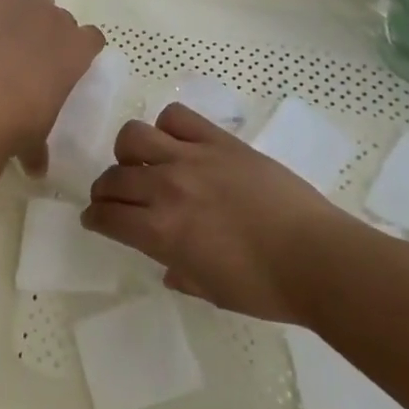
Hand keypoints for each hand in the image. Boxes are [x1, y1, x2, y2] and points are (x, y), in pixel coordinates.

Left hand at [0, 0, 104, 163]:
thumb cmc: (14, 127)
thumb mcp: (34, 140)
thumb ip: (39, 146)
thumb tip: (37, 169)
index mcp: (76, 51)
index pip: (90, 39)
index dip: (77, 48)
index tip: (64, 63)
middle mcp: (54, 19)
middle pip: (58, 16)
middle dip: (46, 31)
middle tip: (27, 55)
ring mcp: (20, 1)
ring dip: (24, 9)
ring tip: (6, 28)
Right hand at [82, 104, 345, 321]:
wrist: (315, 256)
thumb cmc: (264, 287)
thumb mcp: (212, 291)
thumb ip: (181, 273)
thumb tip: (167, 266)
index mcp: (162, 232)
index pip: (108, 216)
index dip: (94, 218)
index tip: (93, 219)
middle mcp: (167, 188)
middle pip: (114, 177)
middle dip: (105, 190)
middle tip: (113, 197)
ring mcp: (191, 158)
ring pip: (134, 137)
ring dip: (128, 152)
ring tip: (141, 162)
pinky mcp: (217, 140)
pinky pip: (176, 117)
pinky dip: (167, 126)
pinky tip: (176, 142)